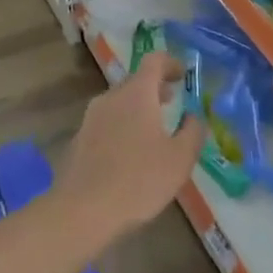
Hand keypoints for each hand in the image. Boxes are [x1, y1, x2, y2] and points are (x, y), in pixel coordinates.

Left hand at [54, 53, 203, 237]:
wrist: (82, 212)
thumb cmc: (139, 180)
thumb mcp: (180, 158)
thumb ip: (193, 131)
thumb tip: (194, 116)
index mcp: (136, 94)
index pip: (154, 60)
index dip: (171, 63)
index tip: (183, 75)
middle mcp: (110, 98)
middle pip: (135, 82)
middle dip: (155, 89)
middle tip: (173, 102)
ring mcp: (90, 119)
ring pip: (119, 104)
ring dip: (138, 110)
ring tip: (154, 131)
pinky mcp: (78, 141)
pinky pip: (106, 124)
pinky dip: (122, 128)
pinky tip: (131, 155)